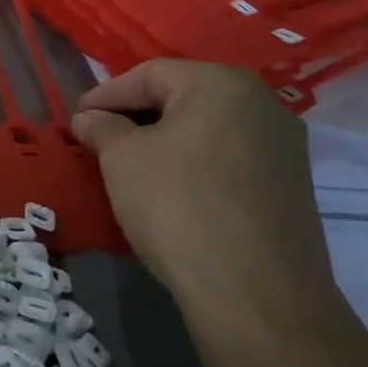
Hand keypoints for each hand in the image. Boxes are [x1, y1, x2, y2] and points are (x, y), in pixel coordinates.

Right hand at [71, 60, 338, 338]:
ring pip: (207, 128)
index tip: (76, 119)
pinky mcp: (291, 185)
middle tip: (99, 137)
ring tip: (128, 163)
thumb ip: (102, 127)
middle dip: (135, 114)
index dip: (106, 94)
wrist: (255, 292)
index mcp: (221, 84)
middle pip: (183, 96)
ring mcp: (284, 146)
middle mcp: (262, 104)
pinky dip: (192, 162)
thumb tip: (91, 118)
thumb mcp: (121, 158)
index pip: (149, 74)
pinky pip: (227, 157)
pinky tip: (168, 187)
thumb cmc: (176, 204)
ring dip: (164, 139)